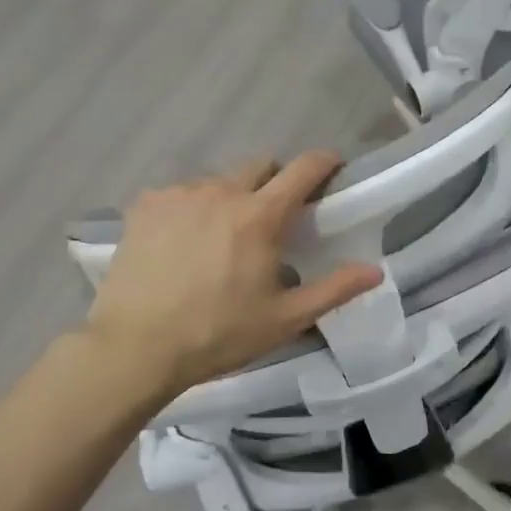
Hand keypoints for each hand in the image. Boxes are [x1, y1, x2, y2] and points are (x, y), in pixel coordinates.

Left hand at [86, 152, 383, 394]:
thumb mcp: (285, 319)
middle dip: (275, 182)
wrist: (136, 348)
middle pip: (259, 166)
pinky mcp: (145, 206)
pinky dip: (192, 209)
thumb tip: (375, 271)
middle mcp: (220, 191)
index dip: (323, 162)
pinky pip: (180, 194)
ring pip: (218, 181)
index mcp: (259, 216)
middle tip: (275, 218)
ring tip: (223, 237)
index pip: (302, 169)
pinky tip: (183, 243)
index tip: (332, 169)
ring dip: (231, 198)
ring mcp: (178, 194)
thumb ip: (334, 290)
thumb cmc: (218, 334)